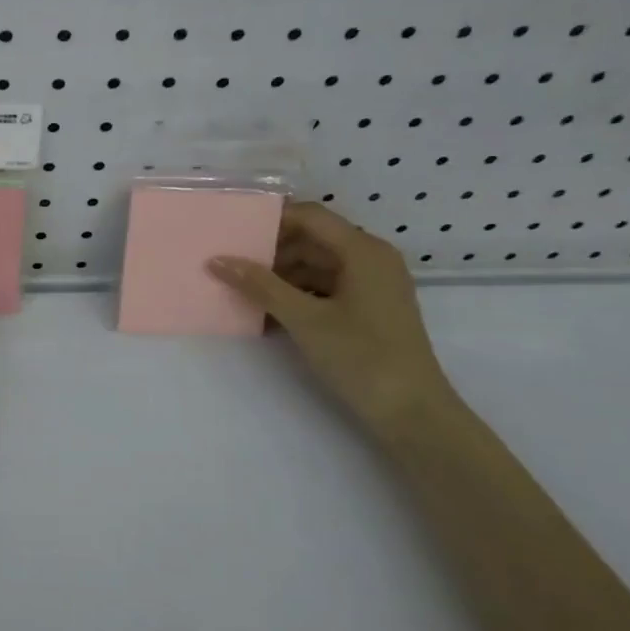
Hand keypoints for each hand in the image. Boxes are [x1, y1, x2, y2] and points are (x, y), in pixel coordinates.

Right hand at [208, 203, 454, 431]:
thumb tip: (217, 260)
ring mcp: (373, 285)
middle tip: (231, 262)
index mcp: (363, 251)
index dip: (271, 219)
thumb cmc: (361, 357)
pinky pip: (327, 287)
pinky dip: (299, 294)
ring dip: (282, 275)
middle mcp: (371, 259)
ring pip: (318, 265)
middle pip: (313, 239)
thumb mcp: (304, 319)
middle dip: (272, 250)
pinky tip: (269, 312)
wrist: (412, 413)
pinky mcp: (370, 309)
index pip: (310, 216)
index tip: (233, 231)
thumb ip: (260, 286)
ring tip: (244, 289)